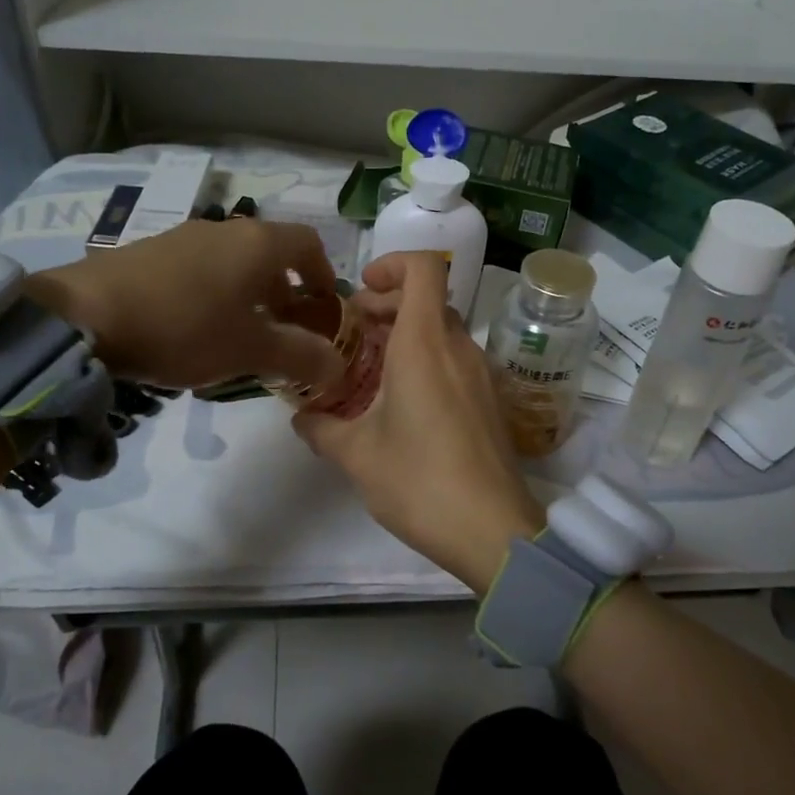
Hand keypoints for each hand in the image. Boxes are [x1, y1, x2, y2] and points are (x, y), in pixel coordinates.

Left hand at [27, 219, 344, 389]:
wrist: (85, 316)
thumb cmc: (185, 327)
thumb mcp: (250, 350)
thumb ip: (300, 356)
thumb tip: (339, 366)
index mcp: (258, 244)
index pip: (310, 244)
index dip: (324, 275)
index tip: (323, 308)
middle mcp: (225, 229)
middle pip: (271, 253)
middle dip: (286, 291)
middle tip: (285, 330)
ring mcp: (184, 236)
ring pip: (234, 261)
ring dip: (249, 294)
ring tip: (240, 334)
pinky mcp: (150, 251)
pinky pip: (200, 268)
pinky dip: (215, 293)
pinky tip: (195, 328)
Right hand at [292, 252, 542, 591]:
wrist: (492, 530)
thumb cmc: (419, 481)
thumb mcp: (356, 455)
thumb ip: (321, 429)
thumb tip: (301, 419)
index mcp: (424, 344)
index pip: (422, 270)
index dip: (391, 264)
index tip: (361, 291)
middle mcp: (458, 348)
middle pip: (428, 300)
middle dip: (387, 305)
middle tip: (352, 332)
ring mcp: (480, 374)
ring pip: (443, 331)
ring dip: (407, 334)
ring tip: (371, 368)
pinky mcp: (490, 400)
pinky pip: (455, 360)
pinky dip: (427, 360)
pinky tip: (403, 401)